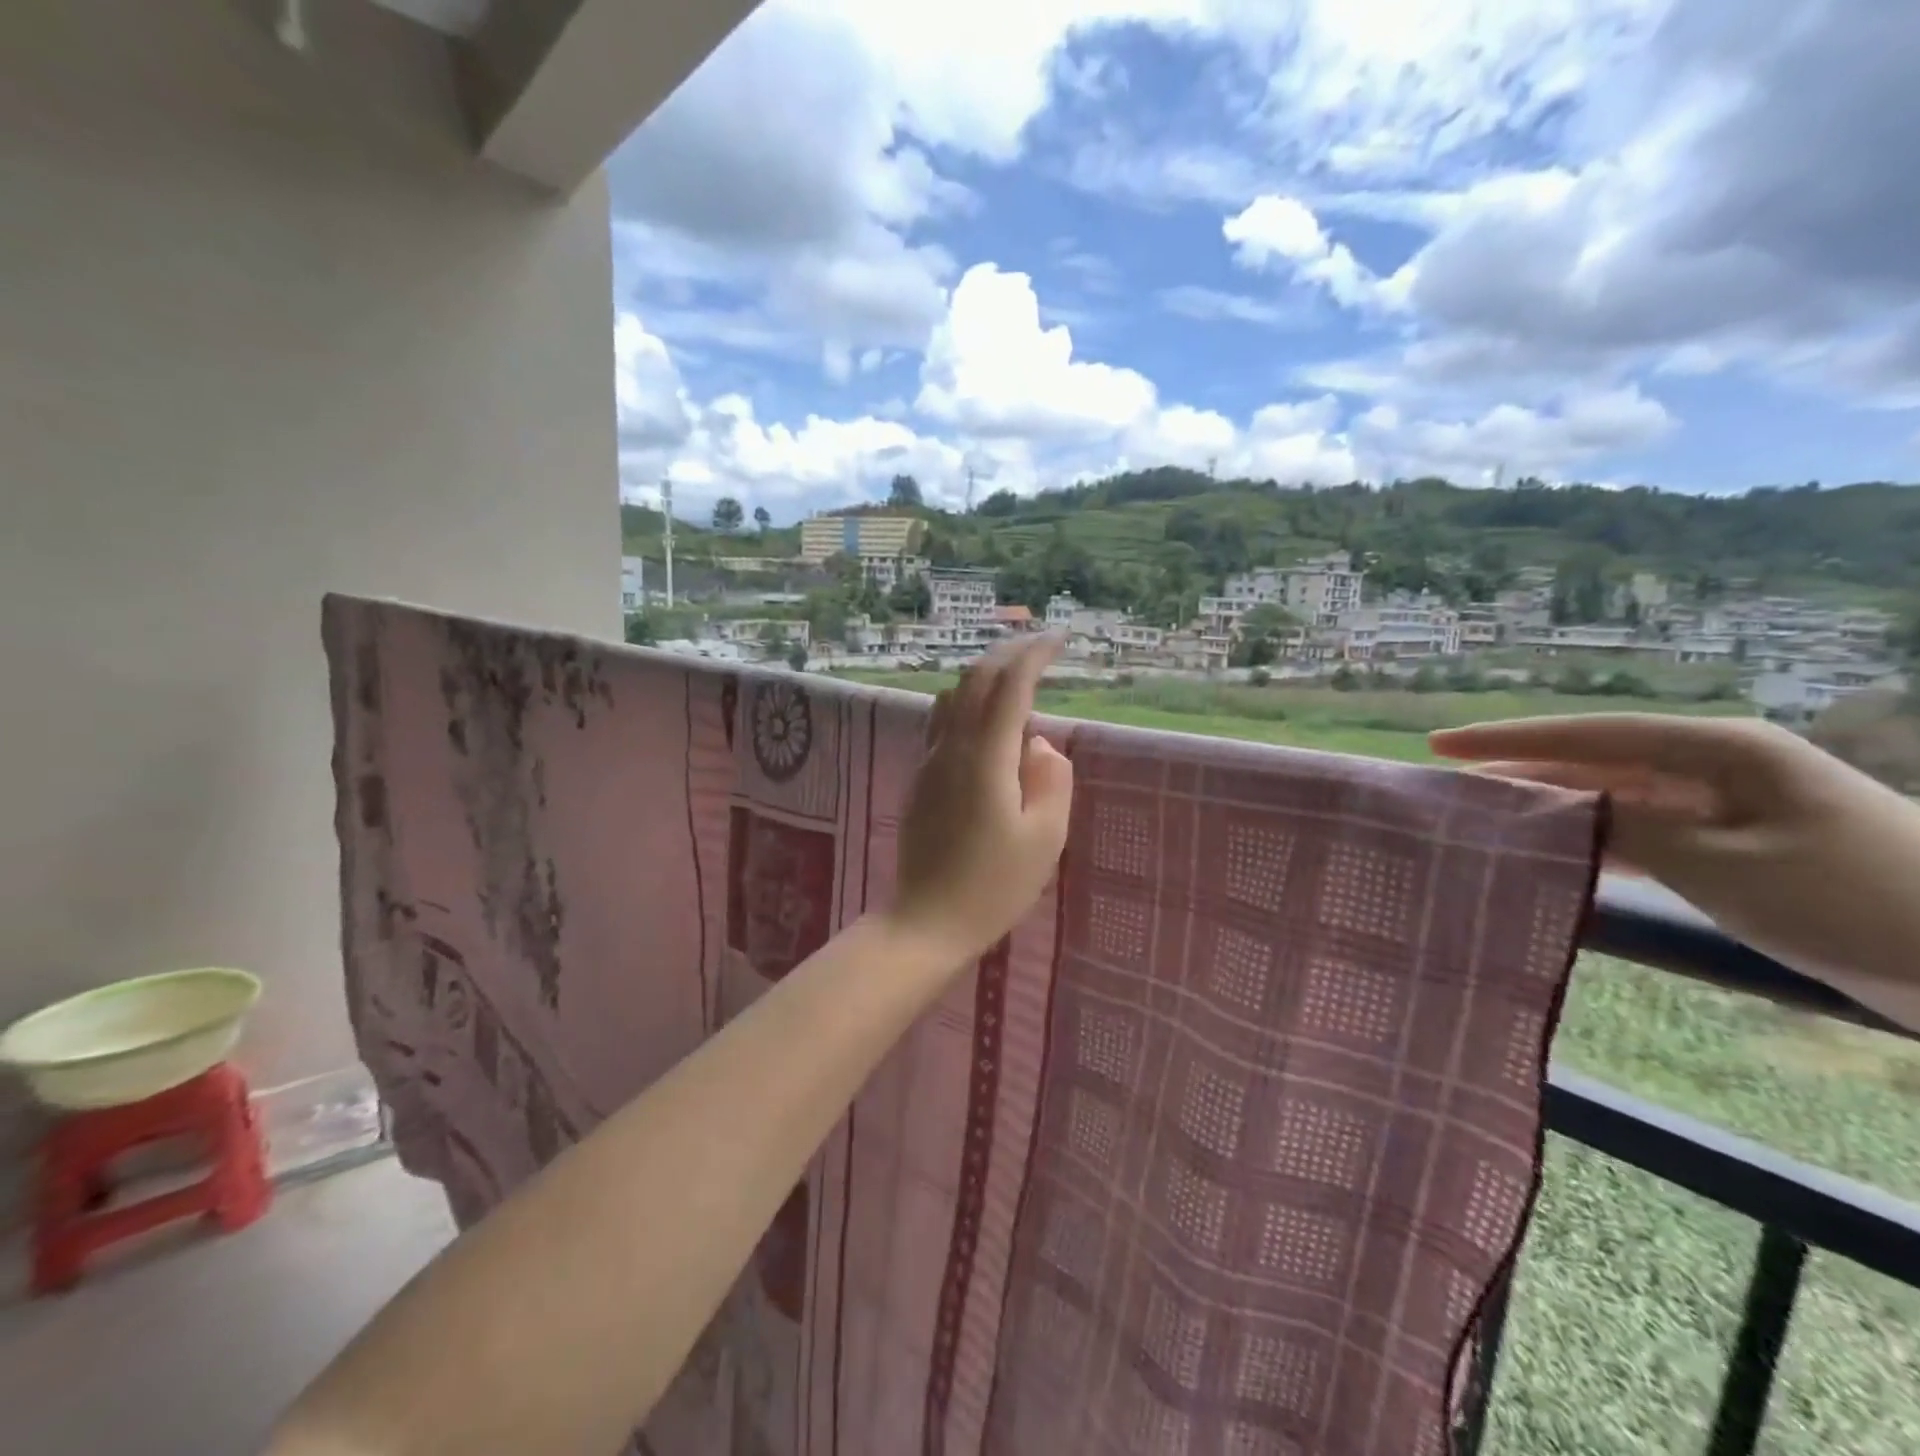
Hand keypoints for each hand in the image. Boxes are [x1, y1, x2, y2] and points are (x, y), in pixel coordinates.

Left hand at [890, 634, 1073, 964]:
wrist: (926, 921)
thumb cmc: (993, 886)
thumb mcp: (1044, 839)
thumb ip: (1051, 780)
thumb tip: (1039, 744)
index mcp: (986, 758)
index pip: (1010, 686)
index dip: (1035, 655)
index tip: (1059, 640)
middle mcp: (952, 748)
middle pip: (975, 679)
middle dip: (1007, 653)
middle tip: (1039, 647)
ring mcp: (930, 761)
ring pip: (953, 696)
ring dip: (985, 676)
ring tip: (1015, 679)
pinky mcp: (920, 778)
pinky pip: (943, 721)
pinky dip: (968, 702)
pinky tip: (986, 720)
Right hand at [1430, 712, 1919, 1021]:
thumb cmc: (1856, 901)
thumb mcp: (1724, 864)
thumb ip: (1625, 828)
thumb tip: (1549, 810)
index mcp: (1719, 750)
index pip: (1587, 735)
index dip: (1507, 739)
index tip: (1439, 745)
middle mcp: (1714, 765)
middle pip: (1592, 760)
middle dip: (1520, 770)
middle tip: (1449, 786)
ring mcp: (1723, 804)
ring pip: (1612, 796)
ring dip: (1551, 806)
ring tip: (1483, 816)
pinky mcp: (1732, 844)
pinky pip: (1640, 829)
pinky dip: (1592, 838)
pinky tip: (1553, 852)